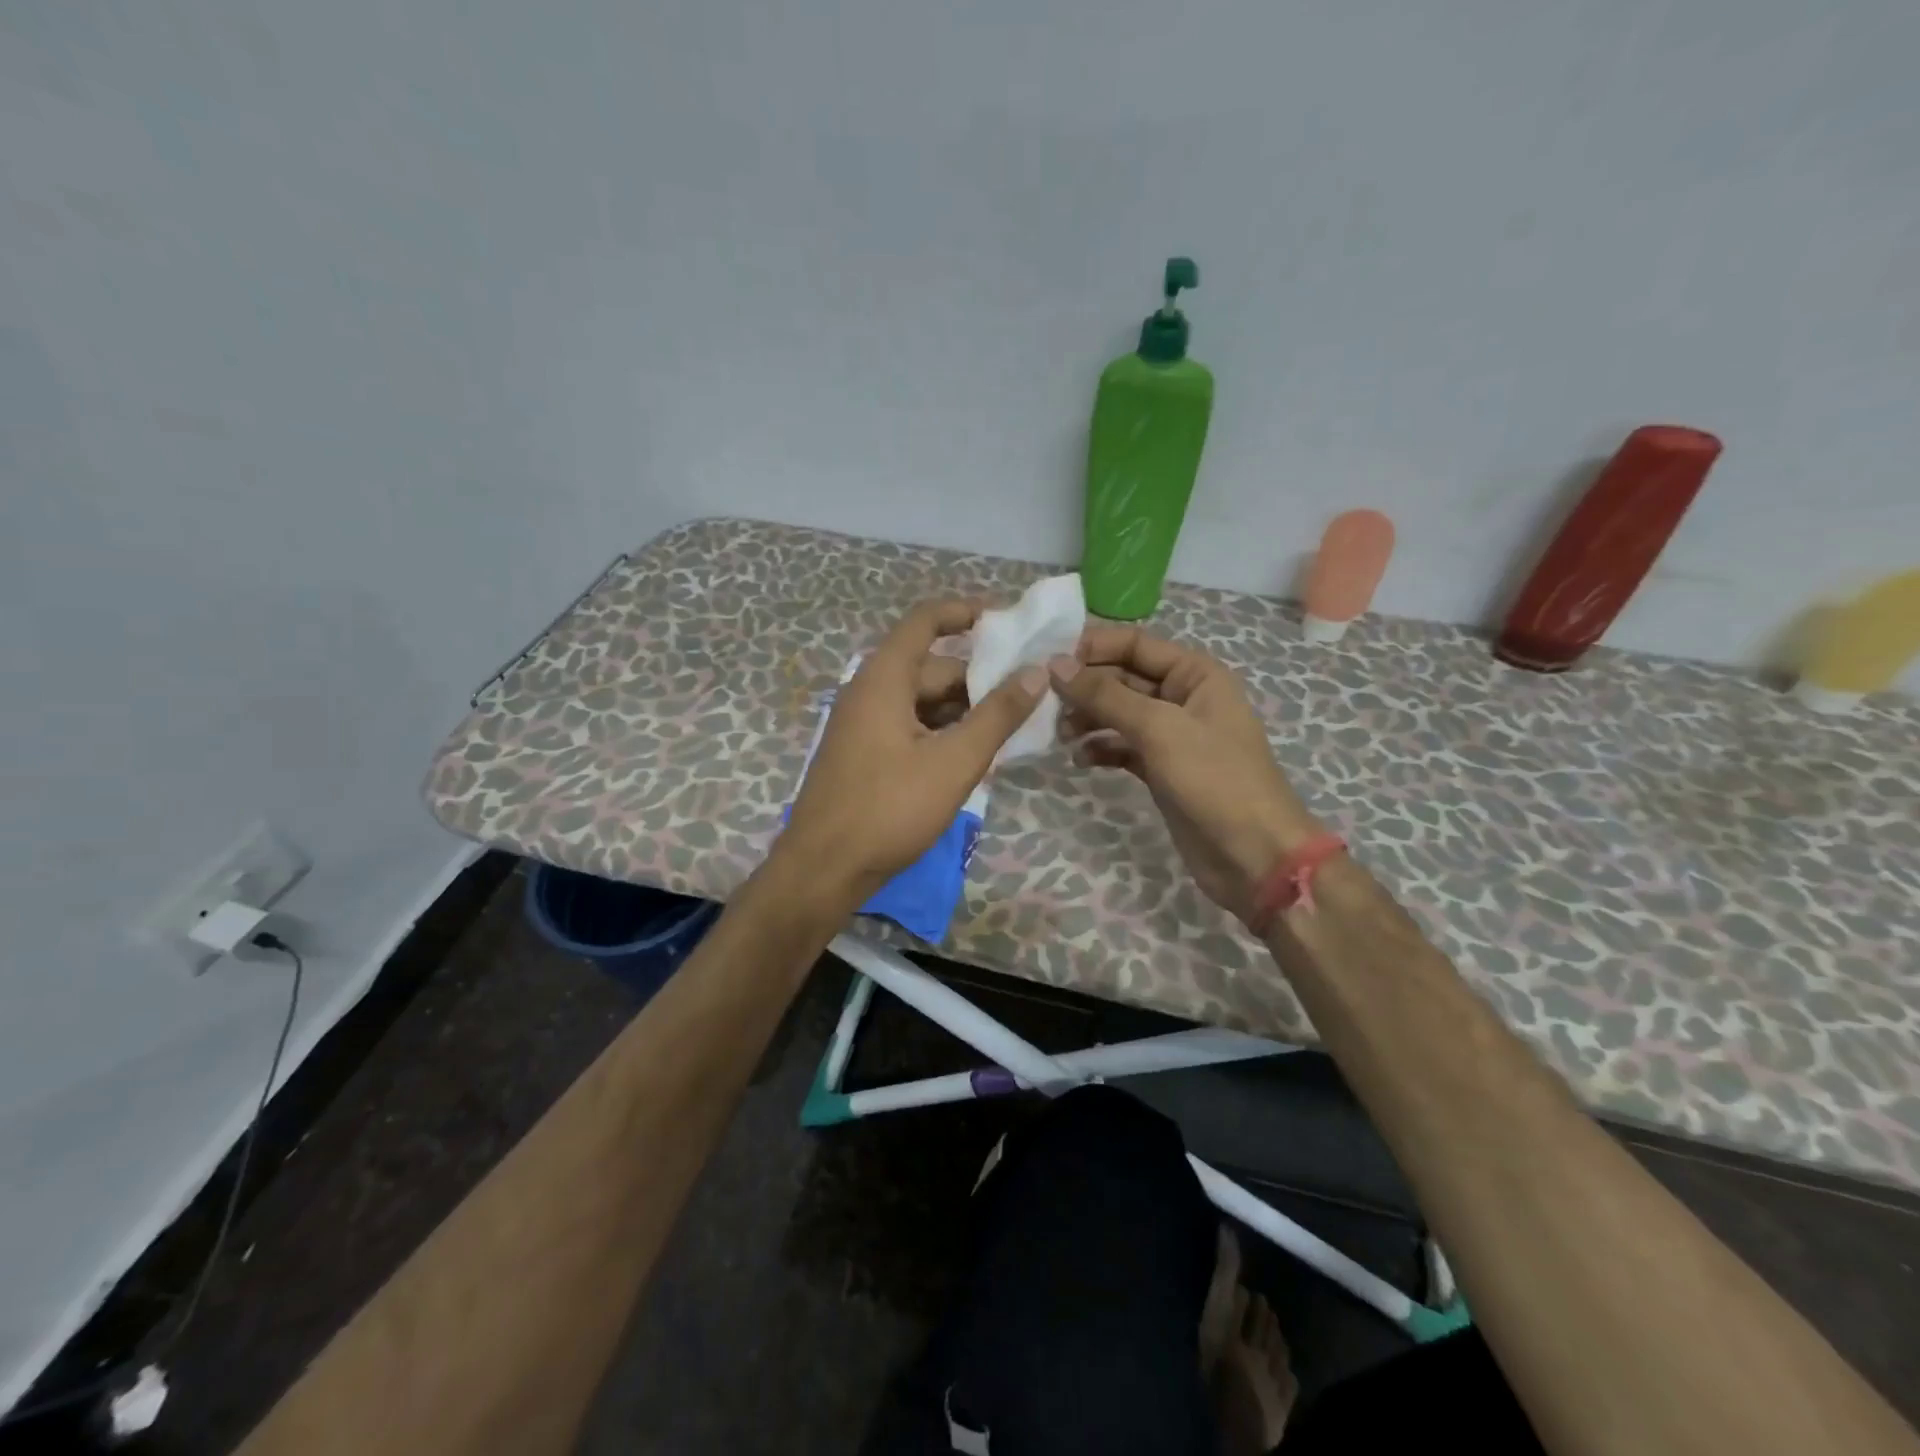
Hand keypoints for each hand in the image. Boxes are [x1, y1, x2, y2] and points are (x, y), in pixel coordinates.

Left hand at [783, 598, 1045, 904]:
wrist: (823, 868)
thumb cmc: (889, 809)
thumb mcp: (954, 762)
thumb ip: (997, 715)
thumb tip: (1036, 673)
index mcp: (884, 678)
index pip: (926, 621)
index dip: (965, 613)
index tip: (1007, 620)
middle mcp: (868, 691)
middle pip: (930, 666)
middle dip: (977, 678)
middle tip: (1025, 695)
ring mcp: (862, 724)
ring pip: (921, 701)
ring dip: (962, 710)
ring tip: (1007, 730)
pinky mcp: (863, 753)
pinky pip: (908, 726)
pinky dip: (941, 732)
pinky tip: (970, 756)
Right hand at [1050, 627, 1323, 926]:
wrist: (1253, 855)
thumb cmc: (1213, 779)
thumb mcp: (1158, 728)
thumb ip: (1105, 695)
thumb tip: (1056, 664)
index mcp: (1194, 673)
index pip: (1134, 644)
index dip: (1092, 648)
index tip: (1047, 662)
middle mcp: (1183, 697)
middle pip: (1122, 678)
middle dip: (1085, 688)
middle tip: (1044, 704)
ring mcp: (1172, 735)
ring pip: (1119, 714)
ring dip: (1088, 719)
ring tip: (1060, 735)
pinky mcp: (1161, 768)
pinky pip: (1123, 747)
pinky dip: (1101, 749)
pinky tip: (1080, 760)